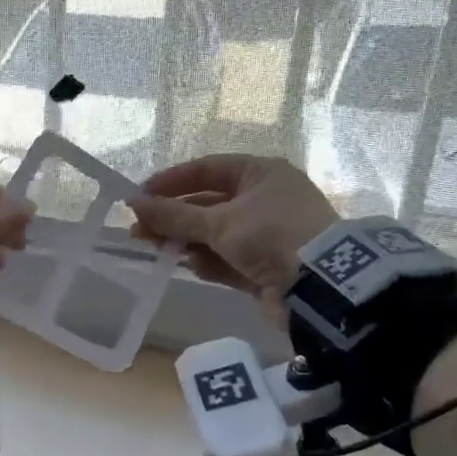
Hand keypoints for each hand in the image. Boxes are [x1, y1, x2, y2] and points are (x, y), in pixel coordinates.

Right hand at [128, 154, 340, 304]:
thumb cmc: (271, 235)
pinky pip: (227, 258)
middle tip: (138, 229)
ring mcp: (265, 234)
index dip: (171, 181)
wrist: (322, 286)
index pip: (207, 169)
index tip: (139, 196)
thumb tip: (134, 204)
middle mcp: (264, 199)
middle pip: (207, 203)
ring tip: (153, 247)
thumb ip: (173, 215)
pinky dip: (207, 261)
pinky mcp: (265, 265)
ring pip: (214, 233)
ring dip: (185, 240)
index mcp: (260, 173)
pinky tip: (189, 265)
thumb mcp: (218, 222)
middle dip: (172, 217)